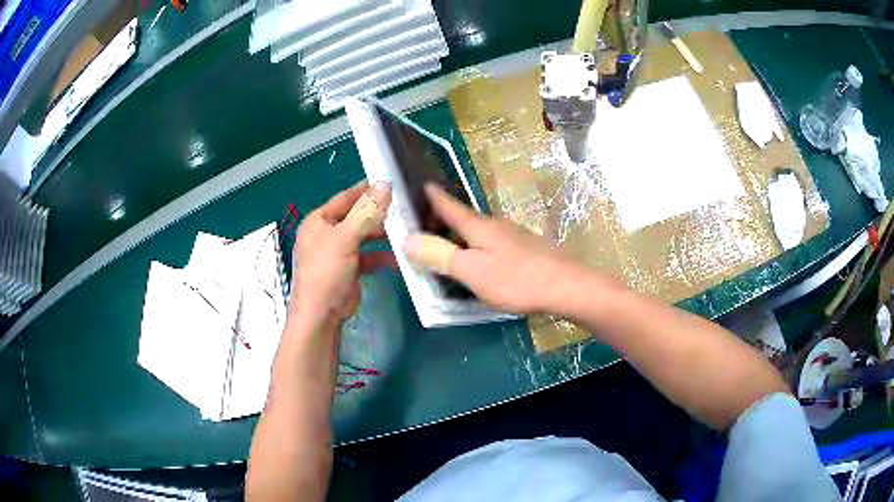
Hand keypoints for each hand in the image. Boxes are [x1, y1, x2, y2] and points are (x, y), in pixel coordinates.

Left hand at [291, 181, 392, 325]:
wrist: (321, 314)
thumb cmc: (326, 271)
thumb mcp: (345, 238)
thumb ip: (366, 212)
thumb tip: (385, 185)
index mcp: (319, 220)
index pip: (346, 198)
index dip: (366, 190)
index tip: (391, 183)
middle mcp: (327, 232)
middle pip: (356, 216)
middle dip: (378, 214)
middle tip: (404, 208)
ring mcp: (338, 251)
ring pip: (363, 236)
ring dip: (381, 235)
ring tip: (405, 230)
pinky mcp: (349, 268)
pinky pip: (367, 256)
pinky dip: (381, 255)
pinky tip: (398, 257)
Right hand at [404, 184, 587, 315]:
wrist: (566, 287)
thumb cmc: (516, 279)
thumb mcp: (472, 271)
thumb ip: (441, 255)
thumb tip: (407, 238)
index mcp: (479, 227)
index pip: (450, 206)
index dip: (435, 197)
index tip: (423, 183)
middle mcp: (496, 226)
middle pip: (465, 218)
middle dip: (444, 218)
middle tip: (424, 225)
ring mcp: (514, 237)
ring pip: (480, 231)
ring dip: (462, 234)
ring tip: (449, 243)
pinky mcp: (526, 250)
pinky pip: (493, 243)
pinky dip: (479, 246)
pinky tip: (481, 259)